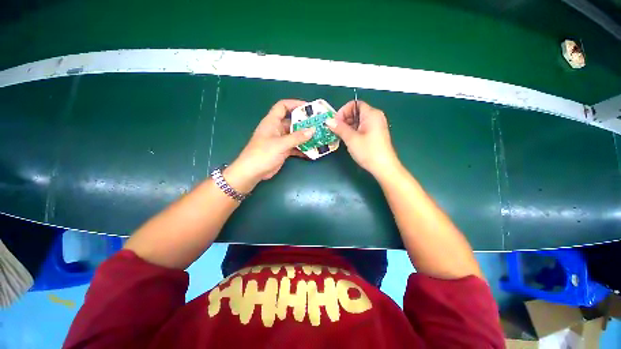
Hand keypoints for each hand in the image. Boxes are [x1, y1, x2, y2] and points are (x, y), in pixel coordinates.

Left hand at [224, 99, 314, 192]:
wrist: (252, 172)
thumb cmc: (263, 154)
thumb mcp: (281, 144)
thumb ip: (297, 137)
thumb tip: (313, 130)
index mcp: (272, 122)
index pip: (283, 106)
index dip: (294, 104)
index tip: (308, 108)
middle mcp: (276, 129)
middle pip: (292, 122)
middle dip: (304, 123)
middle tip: (318, 124)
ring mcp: (280, 140)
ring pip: (294, 135)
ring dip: (305, 137)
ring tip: (318, 137)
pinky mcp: (282, 150)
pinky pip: (294, 146)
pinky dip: (302, 148)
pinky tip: (311, 151)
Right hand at [326, 100, 399, 177]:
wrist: (383, 167)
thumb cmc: (368, 151)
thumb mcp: (351, 139)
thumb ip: (339, 128)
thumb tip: (328, 121)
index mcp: (371, 114)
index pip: (354, 104)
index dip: (343, 111)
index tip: (335, 122)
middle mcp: (375, 117)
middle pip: (356, 111)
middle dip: (344, 119)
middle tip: (335, 130)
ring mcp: (376, 126)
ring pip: (358, 120)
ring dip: (347, 126)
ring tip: (340, 135)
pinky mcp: (375, 134)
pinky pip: (362, 127)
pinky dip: (353, 131)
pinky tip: (348, 139)